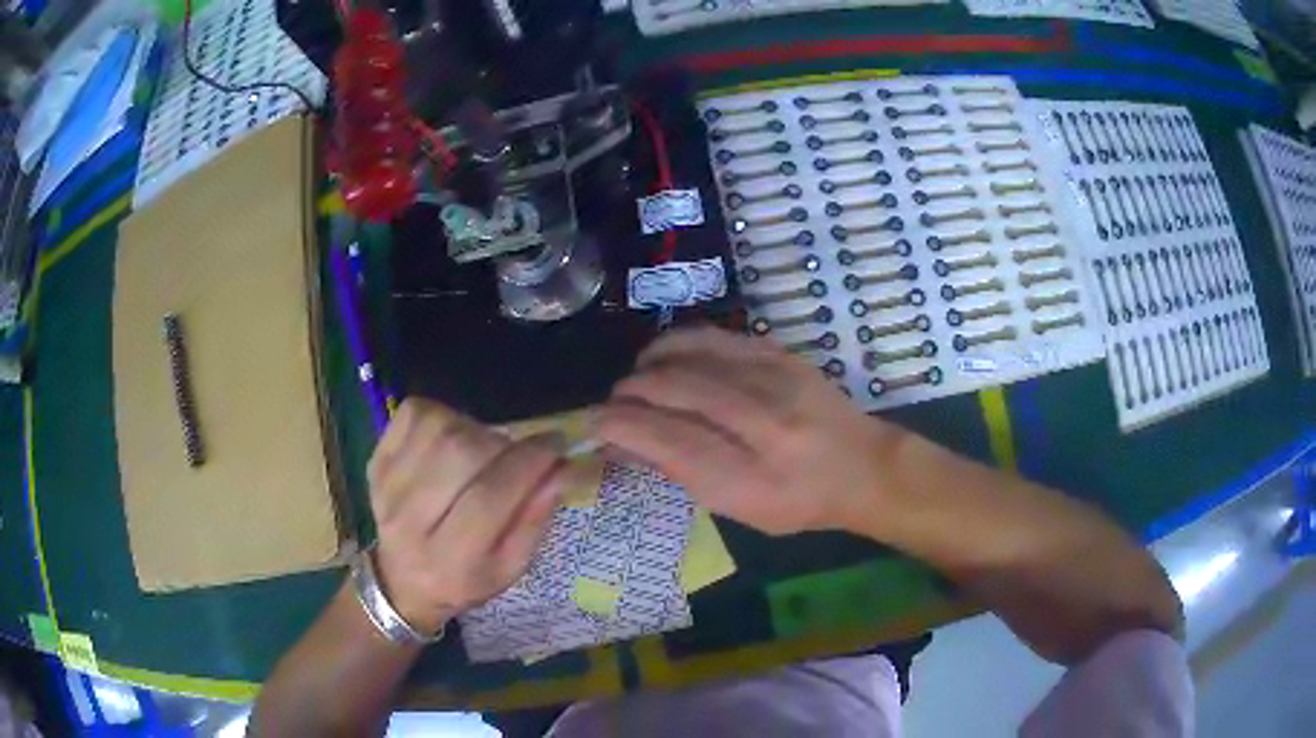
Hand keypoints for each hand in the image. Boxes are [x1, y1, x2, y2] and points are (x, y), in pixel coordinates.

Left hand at [366, 399, 573, 634]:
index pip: (488, 498)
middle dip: (502, 445)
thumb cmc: (465, 578)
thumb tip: (561, 467)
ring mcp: (386, 487)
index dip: (527, 463)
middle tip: (517, 454)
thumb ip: (535, 519)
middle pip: (459, 455)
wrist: (402, 580)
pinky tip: (452, 438)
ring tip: (483, 450)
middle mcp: (410, 523)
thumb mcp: (510, 567)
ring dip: (474, 430)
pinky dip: (443, 415)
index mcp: (449, 561)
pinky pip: (414, 415)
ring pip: (438, 428)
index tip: (556, 443)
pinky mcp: (376, 461)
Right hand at [597, 327, 905, 535]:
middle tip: (614, 402)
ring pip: (691, 355)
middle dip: (629, 392)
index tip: (593, 423)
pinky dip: (680, 344)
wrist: (863, 467)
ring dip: (650, 363)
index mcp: (748, 479)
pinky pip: (716, 337)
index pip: (666, 440)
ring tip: (638, 377)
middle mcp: (763, 425)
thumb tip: (620, 442)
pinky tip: (668, 357)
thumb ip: (678, 471)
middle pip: (674, 390)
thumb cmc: (796, 503)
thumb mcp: (737, 508)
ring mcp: (776, 382)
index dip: (619, 426)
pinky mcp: (782, 355)